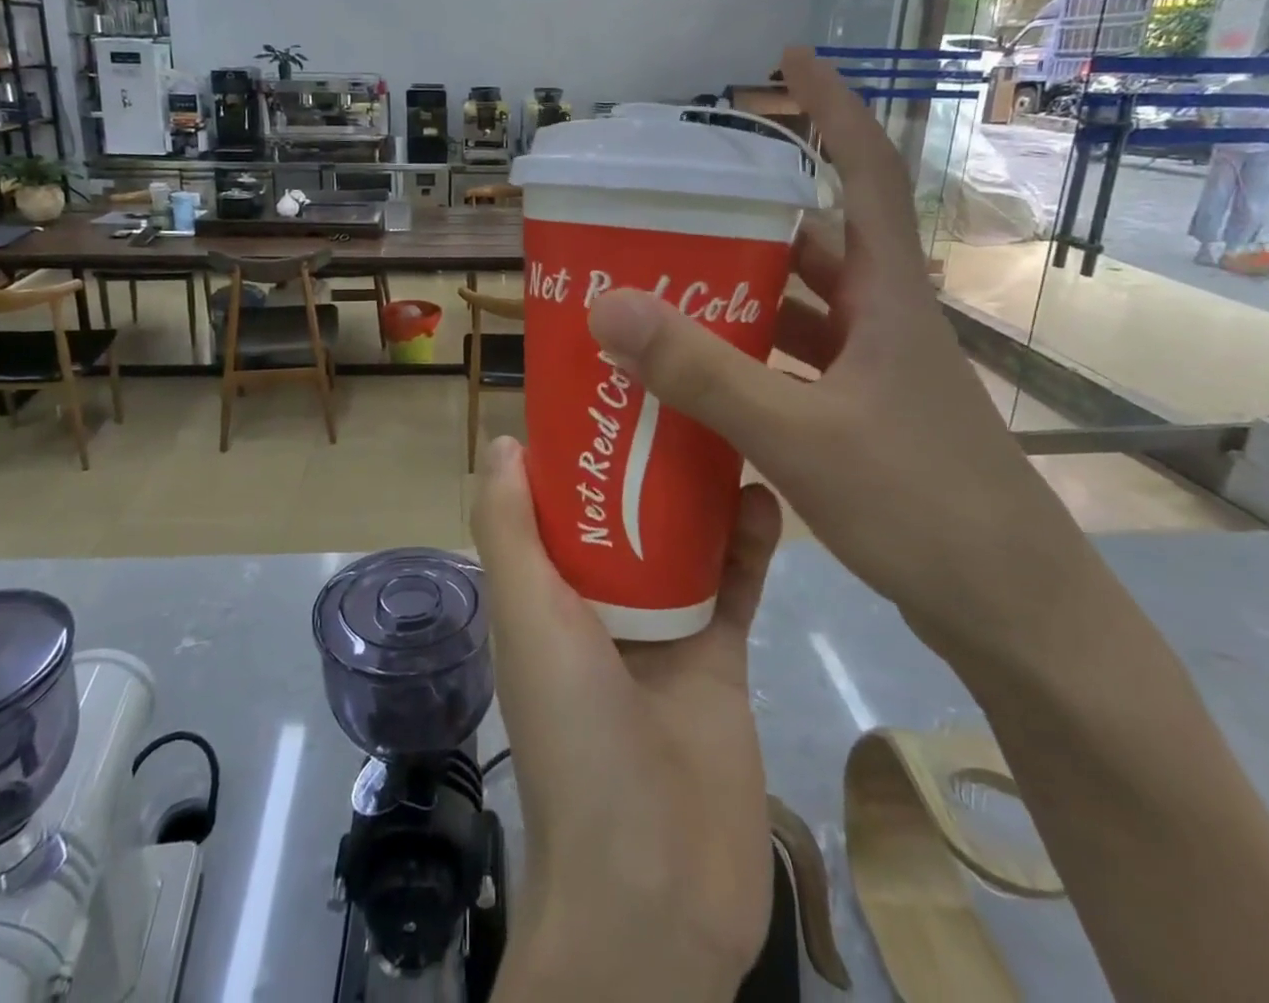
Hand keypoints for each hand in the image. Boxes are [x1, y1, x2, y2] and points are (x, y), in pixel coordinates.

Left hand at [472, 437, 780, 1002]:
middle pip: (623, 506)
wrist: (657, 887)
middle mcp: (597, 599)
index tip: (606, 381)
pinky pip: (734, 583)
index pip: (554, 497)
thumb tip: (501, 442)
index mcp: (544, 587)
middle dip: (645, 452)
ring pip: (683, 536)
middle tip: (682, 382)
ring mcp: (662, 627)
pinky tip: (766, 496)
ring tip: (727, 423)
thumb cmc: (576, 733)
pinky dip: (748, 542)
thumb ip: (509, 531)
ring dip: (701, 488)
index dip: (574, 441)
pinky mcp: (720, 656)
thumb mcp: (527, 618)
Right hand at [586, 46, 1102, 669]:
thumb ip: (703, 372)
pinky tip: (700, 374)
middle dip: (750, 215)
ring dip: (743, 293)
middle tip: (676, 206)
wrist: (1011, 614)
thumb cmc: (923, 507)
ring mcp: (876, 372)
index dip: (832, 105)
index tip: (786, 58)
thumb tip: (608, 306)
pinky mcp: (863, 418)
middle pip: (816, 241)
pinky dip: (749, 358)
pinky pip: (794, 364)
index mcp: (890, 296)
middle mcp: (886, 320)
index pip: (867, 169)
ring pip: (800, 308)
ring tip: (667, 284)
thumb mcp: (800, 434)